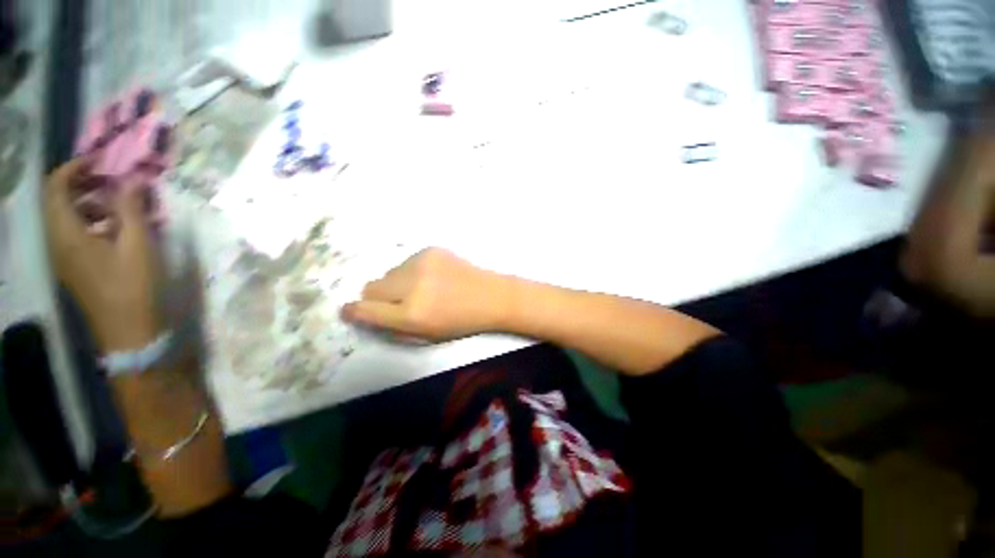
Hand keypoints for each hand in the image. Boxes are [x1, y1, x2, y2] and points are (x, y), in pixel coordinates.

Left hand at [44, 159, 162, 351]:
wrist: (127, 329)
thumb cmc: (132, 285)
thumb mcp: (137, 245)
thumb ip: (132, 209)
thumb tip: (133, 179)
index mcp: (67, 233)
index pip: (55, 187)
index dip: (74, 167)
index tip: (100, 160)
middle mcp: (57, 240)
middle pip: (56, 199)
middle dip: (79, 182)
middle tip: (109, 178)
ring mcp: (62, 254)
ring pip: (63, 215)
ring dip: (85, 201)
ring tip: (115, 202)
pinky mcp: (72, 264)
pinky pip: (71, 231)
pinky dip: (88, 219)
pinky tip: (112, 226)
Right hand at [342, 249, 511, 340]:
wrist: (492, 296)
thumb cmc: (461, 322)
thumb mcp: (426, 335)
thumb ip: (393, 327)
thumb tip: (364, 314)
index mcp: (411, 314)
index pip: (365, 309)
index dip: (354, 311)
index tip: (350, 311)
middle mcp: (411, 285)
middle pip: (371, 287)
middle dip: (379, 297)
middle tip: (399, 301)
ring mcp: (421, 263)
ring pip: (390, 272)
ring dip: (398, 282)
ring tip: (424, 288)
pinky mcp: (430, 249)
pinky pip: (408, 262)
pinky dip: (414, 271)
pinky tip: (435, 276)